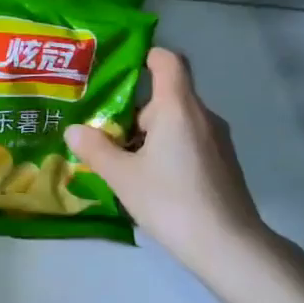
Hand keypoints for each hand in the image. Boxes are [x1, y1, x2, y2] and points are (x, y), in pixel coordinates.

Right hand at [65, 47, 286, 287]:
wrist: (229, 246)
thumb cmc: (172, 201)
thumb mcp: (123, 177)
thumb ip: (96, 149)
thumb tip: (74, 129)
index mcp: (178, 108)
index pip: (168, 61)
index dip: (146, 56)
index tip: (121, 69)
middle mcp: (202, 116)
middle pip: (167, 96)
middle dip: (134, 111)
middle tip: (103, 131)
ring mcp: (217, 141)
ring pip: (177, 122)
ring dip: (149, 134)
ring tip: (121, 161)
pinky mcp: (223, 164)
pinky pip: (189, 142)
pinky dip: (167, 150)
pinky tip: (149, 181)